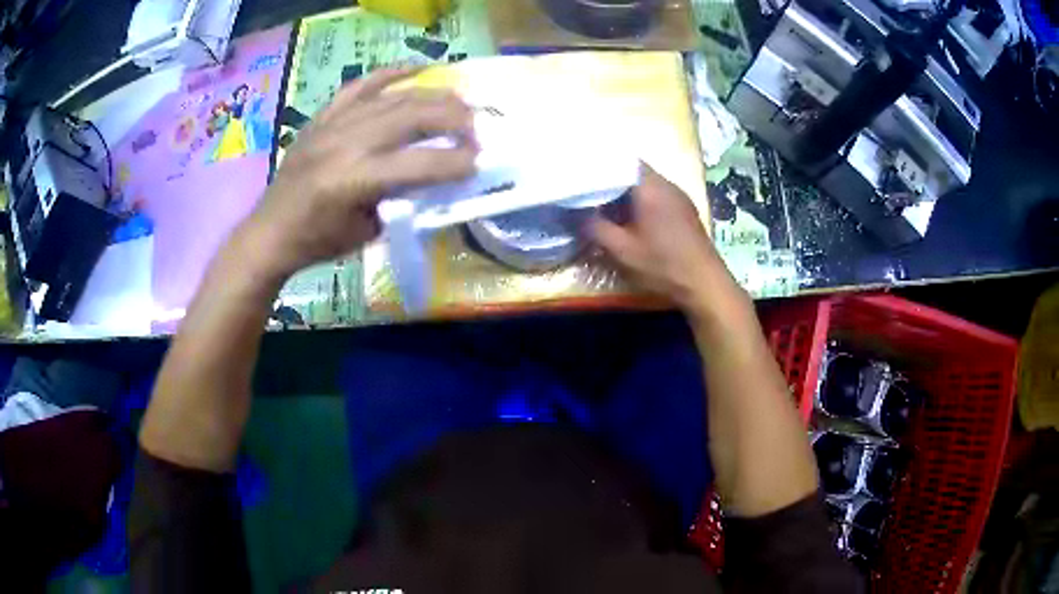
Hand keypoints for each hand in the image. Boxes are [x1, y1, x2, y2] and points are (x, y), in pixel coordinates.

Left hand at [238, 69, 477, 281]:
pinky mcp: (324, 116)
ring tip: (460, 101)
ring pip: (392, 98)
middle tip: (476, 127)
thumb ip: (401, 199)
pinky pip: (360, 86)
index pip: (418, 164)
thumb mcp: (367, 231)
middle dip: (452, 119)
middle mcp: (345, 143)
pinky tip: (418, 68)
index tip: (481, 161)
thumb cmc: (318, 241)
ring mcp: (332, 124)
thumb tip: (433, 176)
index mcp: (353, 181)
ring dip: (433, 96)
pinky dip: (390, 74)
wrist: (271, 231)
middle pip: (411, 117)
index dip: (455, 162)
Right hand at [589, 165, 747, 318]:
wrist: (704, 284)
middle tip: (585, 189)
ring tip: (602, 204)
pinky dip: (639, 201)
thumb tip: (575, 214)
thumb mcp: (622, 250)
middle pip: (632, 171)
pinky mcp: (684, 210)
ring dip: (624, 192)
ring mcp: (678, 196)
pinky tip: (628, 218)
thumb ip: (595, 228)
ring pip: (645, 184)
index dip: (598, 164)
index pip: (620, 160)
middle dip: (609, 180)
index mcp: (649, 186)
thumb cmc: (663, 264)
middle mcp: (666, 184)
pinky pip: (656, 195)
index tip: (579, 174)